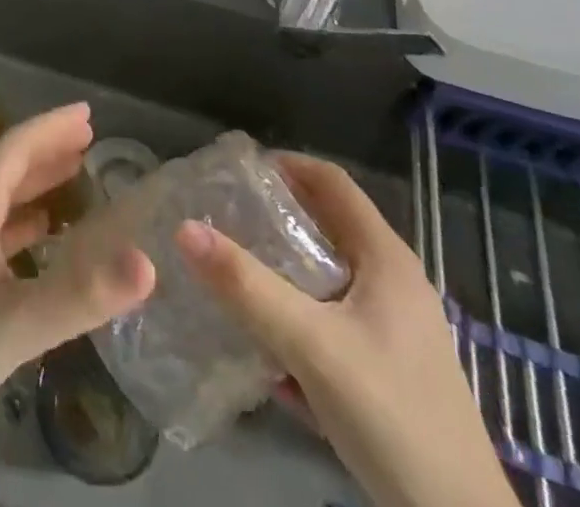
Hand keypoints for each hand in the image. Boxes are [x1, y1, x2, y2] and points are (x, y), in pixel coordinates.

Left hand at [0, 103, 154, 500]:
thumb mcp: (16, 321)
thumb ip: (80, 294)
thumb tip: (148, 262)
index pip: (14, 149)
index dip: (50, 127)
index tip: (87, 112)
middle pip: (8, 168)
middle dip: (47, 148)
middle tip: (89, 137)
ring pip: (2, 200)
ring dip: (37, 183)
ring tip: (76, 174)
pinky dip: (27, 224)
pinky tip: (44, 238)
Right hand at [174, 153, 519, 506]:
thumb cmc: (391, 413)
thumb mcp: (311, 345)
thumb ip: (247, 286)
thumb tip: (184, 228)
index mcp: (385, 258)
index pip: (331, 180)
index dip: (285, 165)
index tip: (235, 172)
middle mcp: (394, 283)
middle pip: (326, 226)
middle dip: (274, 219)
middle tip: (222, 218)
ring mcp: (395, 329)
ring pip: (327, 278)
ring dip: (282, 272)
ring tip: (232, 274)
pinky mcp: (389, 370)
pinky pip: (333, 322)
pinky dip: (299, 318)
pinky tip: (266, 348)